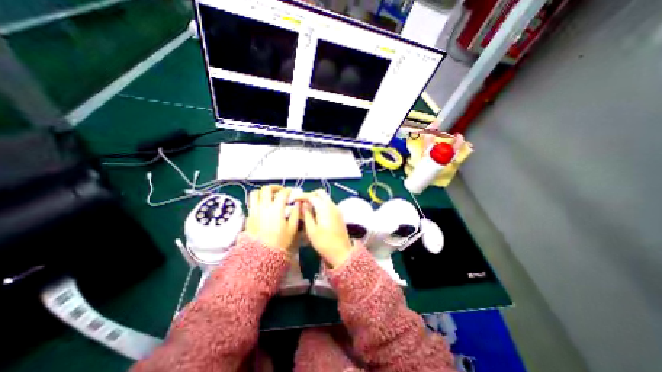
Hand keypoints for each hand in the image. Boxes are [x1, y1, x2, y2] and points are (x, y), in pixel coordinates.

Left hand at [247, 184, 302, 254]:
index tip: (291, 192)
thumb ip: (295, 213)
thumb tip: (298, 203)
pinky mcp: (249, 216)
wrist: (262, 254)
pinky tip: (263, 205)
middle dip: (275, 187)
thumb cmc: (280, 241)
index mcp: (276, 209)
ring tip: (269, 195)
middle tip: (281, 190)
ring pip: (255, 193)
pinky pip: (251, 202)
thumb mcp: (292, 228)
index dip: (288, 190)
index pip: (282, 193)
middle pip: (267, 189)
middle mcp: (264, 207)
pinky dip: (257, 199)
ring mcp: (254, 211)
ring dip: (263, 192)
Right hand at [300, 189, 354, 267]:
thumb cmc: (324, 243)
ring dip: (316, 199)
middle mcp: (332, 205)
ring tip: (306, 207)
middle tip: (301, 202)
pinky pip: (328, 203)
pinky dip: (321, 203)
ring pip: (325, 198)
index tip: (294, 199)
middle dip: (310, 195)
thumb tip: (303, 205)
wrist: (342, 252)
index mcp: (324, 208)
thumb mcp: (311, 230)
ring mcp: (337, 209)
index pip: (312, 196)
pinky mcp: (338, 214)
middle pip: (321, 193)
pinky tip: (315, 212)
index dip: (302, 196)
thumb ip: (306, 215)